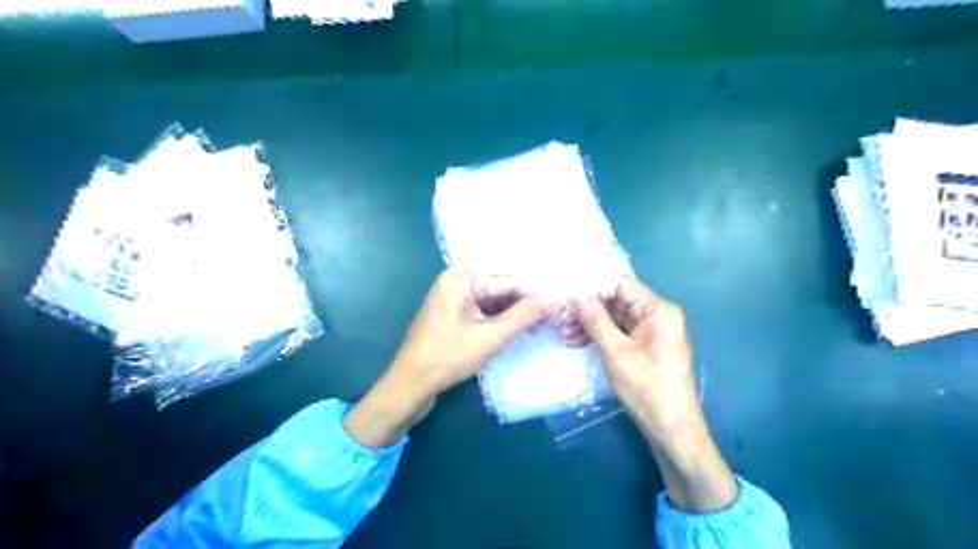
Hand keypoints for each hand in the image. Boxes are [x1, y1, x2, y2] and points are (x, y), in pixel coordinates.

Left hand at [344, 268, 548, 446]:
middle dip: (525, 303)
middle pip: (500, 289)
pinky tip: (517, 328)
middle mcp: (456, 280)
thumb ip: (523, 315)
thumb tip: (553, 297)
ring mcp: (452, 297)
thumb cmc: (448, 357)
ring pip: (493, 301)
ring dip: (513, 313)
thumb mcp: (490, 336)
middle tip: (554, 315)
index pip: (509, 281)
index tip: (562, 301)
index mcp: (461, 278)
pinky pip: (482, 310)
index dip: (536, 293)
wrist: (409, 385)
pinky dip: (499, 319)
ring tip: (541, 323)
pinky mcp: (452, 313)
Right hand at [571, 276, 699, 439]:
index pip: (621, 285)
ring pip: (615, 318)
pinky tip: (578, 343)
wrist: (671, 429)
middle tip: (562, 322)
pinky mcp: (646, 347)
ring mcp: (652, 332)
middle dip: (588, 311)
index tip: (569, 302)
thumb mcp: (615, 351)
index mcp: (658, 310)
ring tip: (565, 336)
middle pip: (617, 301)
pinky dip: (601, 337)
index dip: (594, 290)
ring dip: (591, 325)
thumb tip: (576, 296)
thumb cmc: (646, 387)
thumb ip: (595, 319)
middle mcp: (657, 315)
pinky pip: (620, 333)